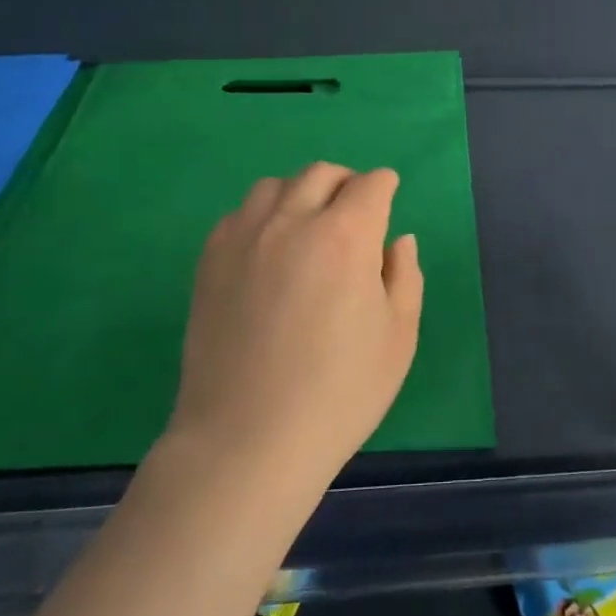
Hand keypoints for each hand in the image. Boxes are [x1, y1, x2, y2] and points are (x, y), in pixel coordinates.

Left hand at [169, 163, 423, 497]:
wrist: (246, 442)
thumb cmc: (339, 394)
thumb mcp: (398, 337)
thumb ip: (405, 276)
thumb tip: (397, 240)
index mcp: (346, 236)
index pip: (370, 185)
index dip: (385, 186)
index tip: (389, 196)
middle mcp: (292, 221)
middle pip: (322, 174)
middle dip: (346, 183)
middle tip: (355, 212)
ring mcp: (243, 238)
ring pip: (275, 186)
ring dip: (301, 193)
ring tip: (309, 227)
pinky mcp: (209, 261)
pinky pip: (239, 214)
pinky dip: (262, 216)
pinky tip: (269, 251)